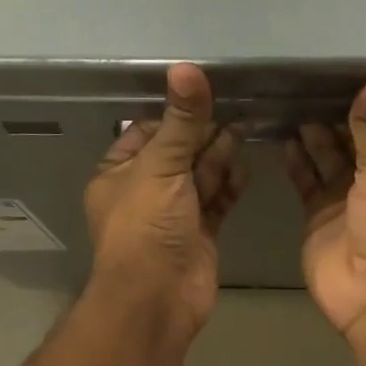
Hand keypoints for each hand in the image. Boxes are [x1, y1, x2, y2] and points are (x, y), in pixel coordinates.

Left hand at [85, 64, 246, 331]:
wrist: (157, 298)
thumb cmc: (146, 227)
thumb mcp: (160, 167)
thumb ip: (180, 121)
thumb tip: (186, 67)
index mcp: (118, 174)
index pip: (145, 132)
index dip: (173, 116)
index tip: (204, 97)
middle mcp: (143, 192)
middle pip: (177, 153)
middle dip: (203, 134)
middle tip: (236, 108)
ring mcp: (173, 216)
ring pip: (199, 177)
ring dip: (220, 156)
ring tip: (247, 128)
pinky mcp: (199, 235)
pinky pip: (216, 202)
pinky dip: (230, 185)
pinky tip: (247, 167)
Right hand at [283, 69, 365, 341]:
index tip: (342, 74)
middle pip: (356, 142)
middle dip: (336, 117)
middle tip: (305, 84)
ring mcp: (349, 203)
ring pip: (328, 161)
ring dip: (313, 137)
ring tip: (289, 103)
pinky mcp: (320, 220)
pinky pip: (307, 183)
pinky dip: (296, 162)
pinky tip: (282, 138)